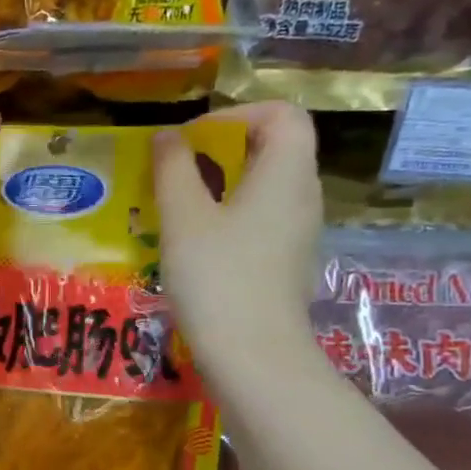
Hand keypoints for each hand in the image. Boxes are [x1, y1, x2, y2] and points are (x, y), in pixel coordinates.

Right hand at [154, 101, 323, 387]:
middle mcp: (302, 195)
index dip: (235, 115)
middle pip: (274, 147)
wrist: (254, 355)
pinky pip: (263, 217)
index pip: (281, 113)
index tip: (192, 141)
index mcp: (286, 173)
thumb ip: (173, 169)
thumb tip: (168, 137)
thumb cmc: (218, 277)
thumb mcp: (183, 218)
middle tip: (178, 171)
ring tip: (179, 205)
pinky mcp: (286, 260)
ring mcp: (299, 231)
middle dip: (223, 148)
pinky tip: (197, 241)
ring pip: (266, 185)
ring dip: (223, 183)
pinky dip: (231, 214)